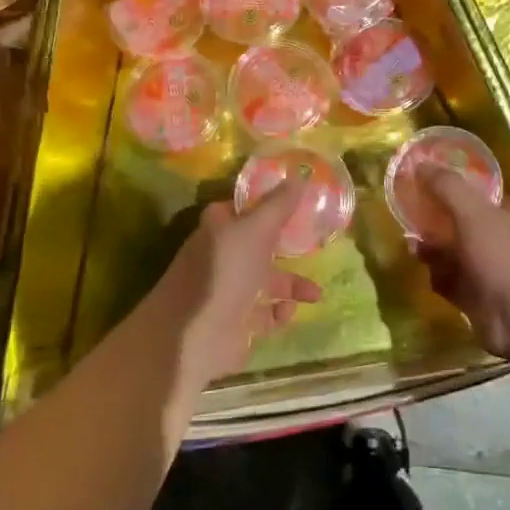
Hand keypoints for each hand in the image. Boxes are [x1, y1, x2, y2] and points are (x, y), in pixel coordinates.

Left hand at [128, 182, 322, 423]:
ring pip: (264, 283)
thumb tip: (299, 175)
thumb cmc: (224, 272)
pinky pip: (263, 315)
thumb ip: (278, 205)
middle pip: (257, 248)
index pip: (239, 210)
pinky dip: (278, 313)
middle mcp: (221, 258)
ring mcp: (227, 293)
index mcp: (218, 230)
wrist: (194, 335)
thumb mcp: (255, 230)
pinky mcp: (235, 325)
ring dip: (291, 286)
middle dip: (285, 249)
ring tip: (315, 294)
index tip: (293, 203)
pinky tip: (288, 312)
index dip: (263, 204)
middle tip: (314, 248)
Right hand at [411, 167, 509, 363]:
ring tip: (411, 246)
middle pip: (465, 228)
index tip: (427, 188)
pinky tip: (425, 274)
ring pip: (457, 258)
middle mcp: (505, 242)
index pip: (482, 198)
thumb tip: (421, 162)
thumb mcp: (474, 213)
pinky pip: (455, 286)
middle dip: (439, 224)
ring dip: (435, 253)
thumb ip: (447, 188)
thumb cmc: (507, 256)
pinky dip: (440, 280)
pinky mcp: (482, 303)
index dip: (456, 191)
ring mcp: (494, 274)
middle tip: (410, 219)